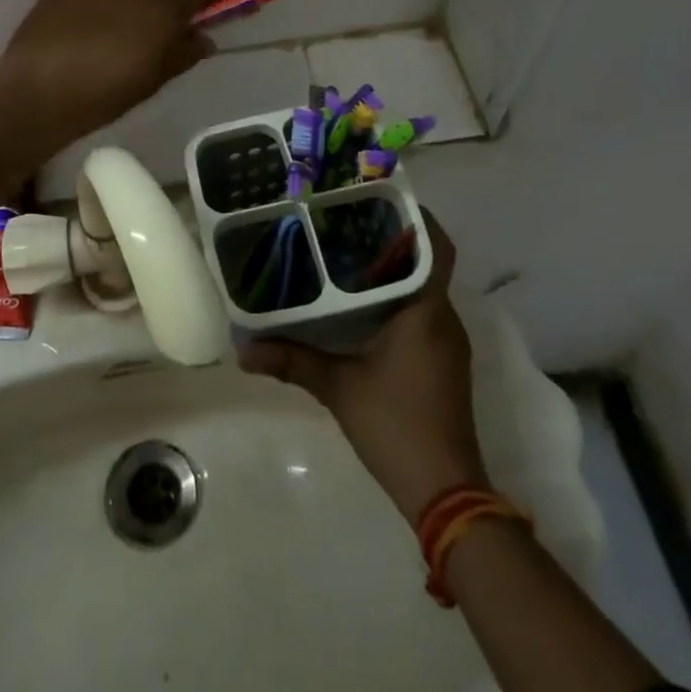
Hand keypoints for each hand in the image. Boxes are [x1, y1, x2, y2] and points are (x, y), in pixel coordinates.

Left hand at [0, 0, 218, 148]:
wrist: (38, 94)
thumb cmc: (105, 95)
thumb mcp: (153, 82)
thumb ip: (182, 54)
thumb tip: (201, 38)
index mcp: (163, 9)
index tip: (189, 14)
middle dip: (156, 2)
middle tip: (141, 35)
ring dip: (118, 5)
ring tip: (98, 40)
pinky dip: (85, 8)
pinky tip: (70, 37)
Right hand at [240, 215, 487, 525]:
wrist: (447, 493)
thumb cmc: (396, 426)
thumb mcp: (338, 389)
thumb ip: (292, 361)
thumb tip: (243, 350)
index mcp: (427, 311)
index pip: (435, 247)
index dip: (416, 217)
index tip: (380, 198)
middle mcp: (444, 318)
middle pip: (426, 262)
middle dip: (393, 238)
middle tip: (347, 219)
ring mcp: (447, 342)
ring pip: (424, 287)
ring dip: (394, 269)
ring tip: (347, 251)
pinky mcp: (443, 362)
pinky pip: (423, 311)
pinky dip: (398, 297)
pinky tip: (362, 303)